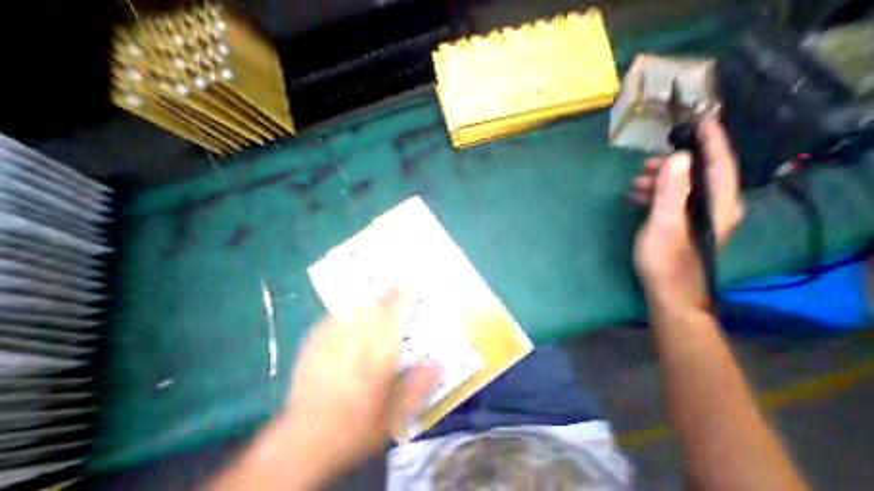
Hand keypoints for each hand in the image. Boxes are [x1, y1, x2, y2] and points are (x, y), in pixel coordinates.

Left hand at [283, 291, 436, 475]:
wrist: (304, 445)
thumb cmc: (357, 428)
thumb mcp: (395, 415)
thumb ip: (419, 386)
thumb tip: (440, 363)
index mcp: (376, 358)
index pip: (389, 316)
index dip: (397, 298)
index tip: (404, 290)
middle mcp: (353, 344)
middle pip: (369, 307)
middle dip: (381, 300)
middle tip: (389, 301)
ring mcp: (330, 342)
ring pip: (351, 310)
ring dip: (364, 306)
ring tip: (371, 309)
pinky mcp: (312, 346)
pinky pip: (331, 319)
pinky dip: (343, 315)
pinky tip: (347, 323)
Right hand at [632, 113, 740, 306]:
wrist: (668, 291)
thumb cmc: (665, 259)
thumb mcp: (664, 223)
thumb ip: (671, 191)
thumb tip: (677, 158)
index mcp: (718, 205)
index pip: (719, 164)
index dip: (712, 141)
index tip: (702, 120)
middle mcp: (714, 208)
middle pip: (698, 175)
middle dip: (674, 165)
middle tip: (646, 163)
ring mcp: (697, 218)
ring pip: (682, 189)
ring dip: (660, 181)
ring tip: (635, 182)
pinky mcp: (682, 226)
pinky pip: (671, 202)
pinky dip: (655, 195)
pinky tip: (636, 197)